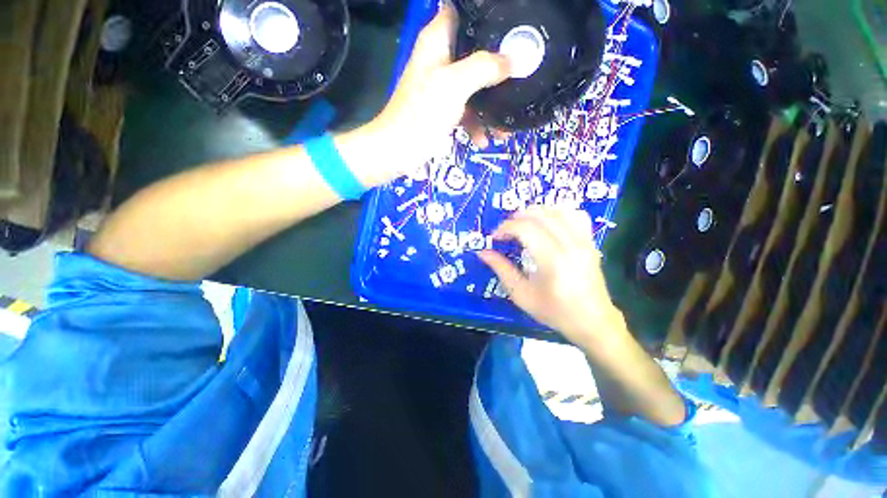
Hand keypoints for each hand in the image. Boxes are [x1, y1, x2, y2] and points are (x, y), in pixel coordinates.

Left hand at [367, 3, 511, 180]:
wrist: (400, 150)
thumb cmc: (423, 113)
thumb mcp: (455, 85)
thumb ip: (484, 67)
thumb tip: (514, 60)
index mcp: (437, 40)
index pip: (463, 12)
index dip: (486, 18)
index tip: (510, 28)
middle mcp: (440, 59)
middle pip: (475, 51)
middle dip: (497, 64)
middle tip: (520, 72)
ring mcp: (442, 86)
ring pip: (474, 85)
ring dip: (490, 104)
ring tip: (505, 125)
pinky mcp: (443, 110)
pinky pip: (467, 110)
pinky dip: (476, 124)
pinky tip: (484, 140)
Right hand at [479, 206, 624, 345]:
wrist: (592, 321)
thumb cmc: (554, 311)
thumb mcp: (521, 294)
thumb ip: (501, 269)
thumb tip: (483, 252)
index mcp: (553, 261)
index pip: (526, 229)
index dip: (506, 228)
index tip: (495, 237)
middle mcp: (571, 245)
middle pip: (540, 215)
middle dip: (517, 217)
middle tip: (506, 230)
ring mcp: (584, 241)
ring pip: (558, 210)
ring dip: (536, 211)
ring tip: (523, 223)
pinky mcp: (591, 241)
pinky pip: (575, 215)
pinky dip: (557, 212)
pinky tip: (547, 222)